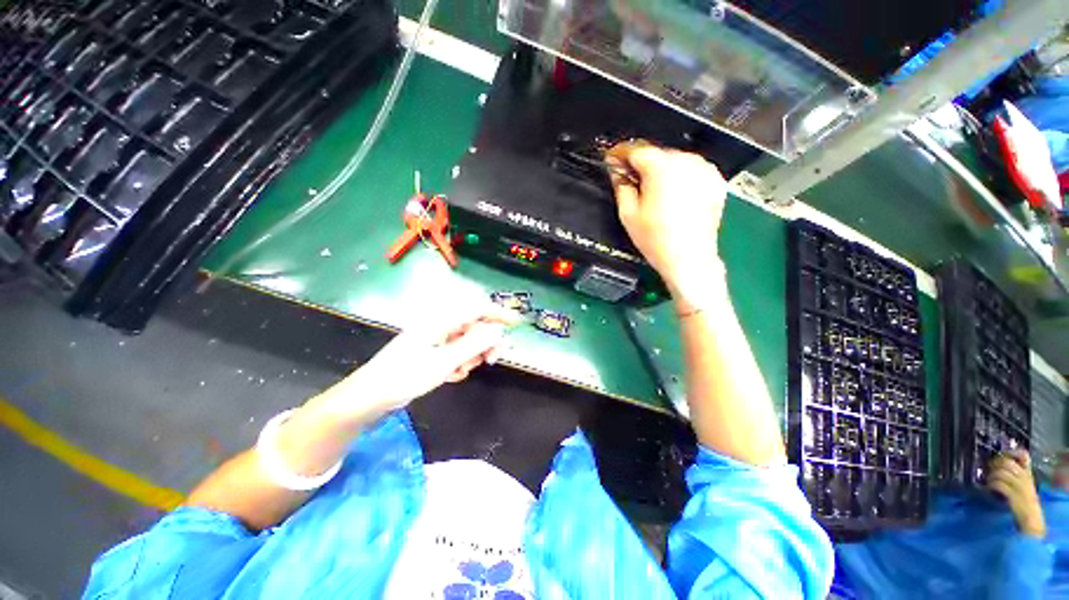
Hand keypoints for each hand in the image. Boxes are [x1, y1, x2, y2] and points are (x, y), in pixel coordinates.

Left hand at [313, 300, 520, 420]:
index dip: (499, 314)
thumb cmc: (405, 376)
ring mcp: (436, 339)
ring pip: (468, 342)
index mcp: (442, 321)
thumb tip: (498, 330)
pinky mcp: (433, 351)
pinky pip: (457, 353)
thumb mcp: (444, 362)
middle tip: (491, 361)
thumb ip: (474, 345)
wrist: (370, 397)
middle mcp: (441, 326)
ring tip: (460, 372)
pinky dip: (459, 363)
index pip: (477, 309)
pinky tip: (451, 375)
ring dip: (471, 357)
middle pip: (475, 327)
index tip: (516, 324)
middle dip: (485, 343)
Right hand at [606, 142, 727, 307]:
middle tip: (629, 178)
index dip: (619, 153)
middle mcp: (686, 161)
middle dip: (640, 164)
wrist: (689, 258)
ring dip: (660, 170)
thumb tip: (616, 170)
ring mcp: (704, 169)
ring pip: (675, 160)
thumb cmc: (656, 238)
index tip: (611, 159)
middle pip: (656, 153)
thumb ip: (620, 185)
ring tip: (652, 190)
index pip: (635, 149)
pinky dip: (679, 177)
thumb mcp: (628, 213)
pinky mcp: (715, 180)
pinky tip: (672, 194)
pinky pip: (691, 170)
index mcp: (661, 167)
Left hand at [989, 449, 1045, 537]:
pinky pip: (999, 485)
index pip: (1024, 455)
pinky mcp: (1014, 496)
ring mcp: (1020, 486)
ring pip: (1001, 472)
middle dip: (995, 463)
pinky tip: (990, 487)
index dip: (1011, 452)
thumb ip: (1018, 474)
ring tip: (989, 479)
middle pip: (1007, 462)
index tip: (1001, 455)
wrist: (1032, 519)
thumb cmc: (1025, 501)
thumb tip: (1000, 464)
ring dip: (992, 475)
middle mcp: (1025, 477)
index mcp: (1028, 474)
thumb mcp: (1025, 484)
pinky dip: (992, 484)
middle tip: (990, 467)